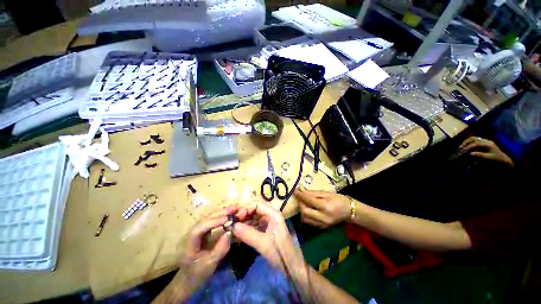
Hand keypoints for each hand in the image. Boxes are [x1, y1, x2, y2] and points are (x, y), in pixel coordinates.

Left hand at [175, 206, 237, 292]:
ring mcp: (197, 232)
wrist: (188, 280)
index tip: (226, 219)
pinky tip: (229, 214)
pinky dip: (221, 217)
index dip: (213, 222)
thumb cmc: (197, 274)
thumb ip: (220, 249)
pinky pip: (212, 221)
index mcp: (189, 243)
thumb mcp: (209, 264)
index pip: (199, 228)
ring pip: (209, 218)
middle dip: (220, 213)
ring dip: (222, 212)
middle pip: (205, 219)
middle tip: (234, 208)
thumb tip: (230, 232)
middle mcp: (192, 233)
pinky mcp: (202, 232)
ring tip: (234, 208)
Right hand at [232, 200, 304, 273]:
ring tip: (233, 228)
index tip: (236, 217)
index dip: (246, 208)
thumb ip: (249, 234)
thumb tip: (233, 226)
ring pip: (253, 217)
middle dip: (243, 214)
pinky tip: (238, 233)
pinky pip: (253, 225)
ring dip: (243, 221)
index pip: (257, 204)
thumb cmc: (281, 254)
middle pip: (254, 209)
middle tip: (232, 222)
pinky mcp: (265, 230)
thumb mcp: (264, 244)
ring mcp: (267, 223)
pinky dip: (245, 228)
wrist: (292, 267)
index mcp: (273, 214)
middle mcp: (270, 215)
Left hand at [295, 187, 350, 227]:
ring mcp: (322, 224)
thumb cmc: (339, 199)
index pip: (308, 200)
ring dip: (301, 209)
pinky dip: (305, 215)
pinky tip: (307, 209)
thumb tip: (301, 190)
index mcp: (325, 207)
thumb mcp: (326, 193)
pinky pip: (309, 222)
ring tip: (302, 202)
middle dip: (299, 203)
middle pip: (304, 211)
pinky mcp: (321, 228)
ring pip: (305, 218)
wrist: (350, 212)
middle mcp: (323, 217)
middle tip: (299, 196)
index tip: (295, 190)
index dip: (300, 195)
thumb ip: (313, 193)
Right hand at [459, 137, 513, 166]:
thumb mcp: (489, 158)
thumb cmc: (497, 159)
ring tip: (462, 146)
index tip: (462, 151)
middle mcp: (486, 140)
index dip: (468, 147)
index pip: (475, 143)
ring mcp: (485, 141)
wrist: (504, 159)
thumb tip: (470, 153)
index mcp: (488, 144)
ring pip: (474, 138)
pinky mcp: (484, 142)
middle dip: (466, 142)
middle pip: (473, 138)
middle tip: (460, 147)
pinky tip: (467, 146)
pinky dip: (470, 142)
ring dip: (467, 142)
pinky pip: (475, 140)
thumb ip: (480, 155)